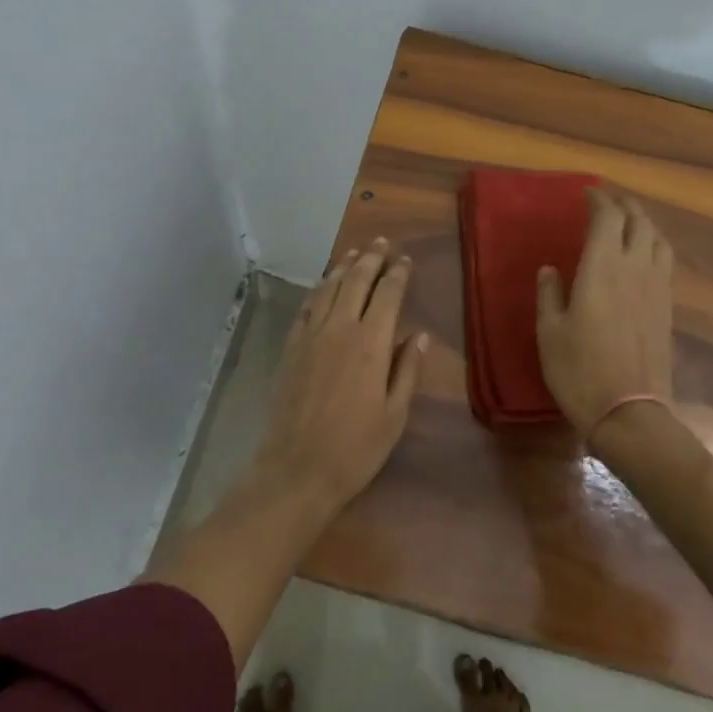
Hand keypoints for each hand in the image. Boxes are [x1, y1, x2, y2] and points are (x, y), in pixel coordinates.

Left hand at [255, 238, 428, 509]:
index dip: (398, 273)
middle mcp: (339, 328)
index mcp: (371, 343)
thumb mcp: (395, 414)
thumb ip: (408, 369)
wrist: (296, 469)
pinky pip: (306, 307)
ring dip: (343, 267)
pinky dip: (318, 290)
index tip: (405, 259)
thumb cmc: (356, 447)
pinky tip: (323, 285)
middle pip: (356, 281)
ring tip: (355, 253)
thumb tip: (420, 335)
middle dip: (371, 258)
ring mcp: (310, 336)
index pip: (387, 294)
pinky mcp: (291, 348)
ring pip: (328, 288)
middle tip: (381, 242)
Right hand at [535, 191, 674, 441]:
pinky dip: (653, 244)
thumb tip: (550, 269)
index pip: (607, 218)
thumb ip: (549, 294)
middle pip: (637, 220)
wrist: (629, 412)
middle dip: (622, 204)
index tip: (586, 193)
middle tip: (605, 200)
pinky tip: (643, 254)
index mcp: (602, 268)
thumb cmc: (579, 370)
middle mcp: (634, 268)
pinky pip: (665, 260)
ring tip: (627, 220)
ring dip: (642, 221)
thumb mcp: (549, 332)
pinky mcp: (667, 306)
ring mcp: (656, 287)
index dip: (598, 200)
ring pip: (657, 238)